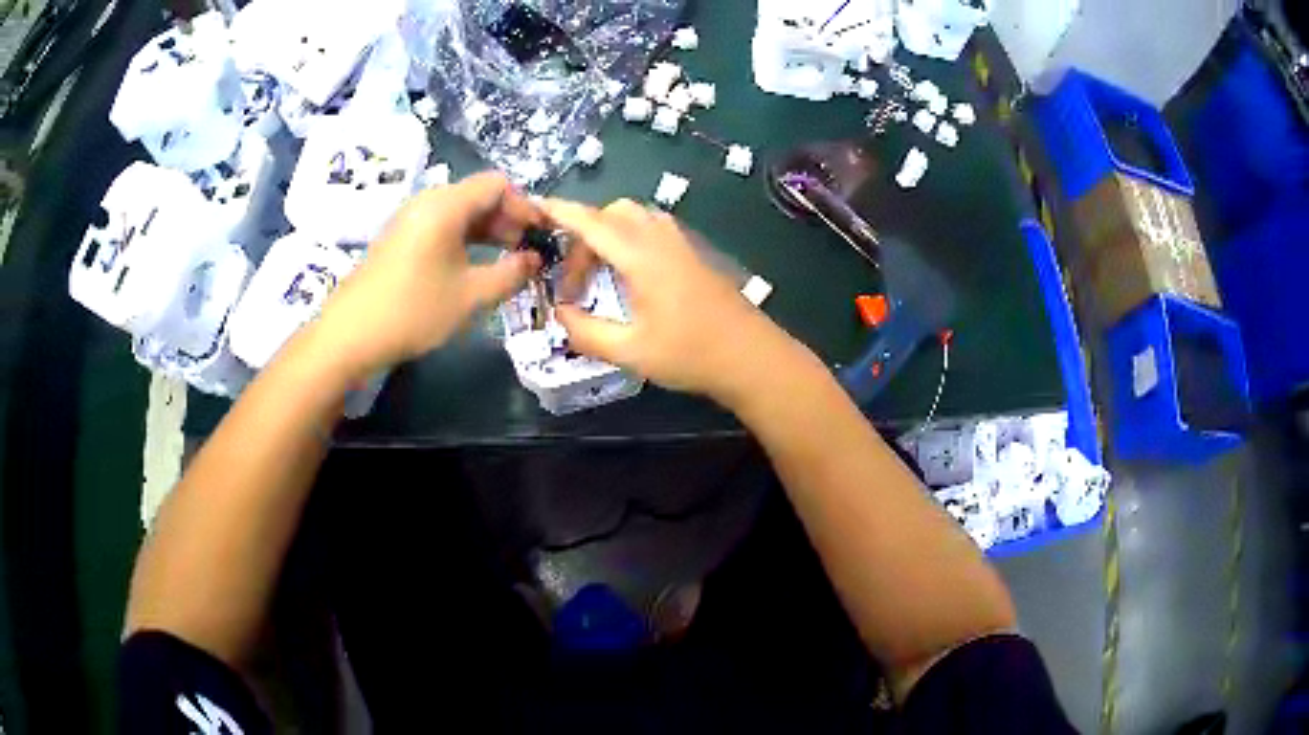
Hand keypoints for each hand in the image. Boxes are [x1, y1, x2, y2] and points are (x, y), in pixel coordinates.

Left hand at [315, 173, 542, 377]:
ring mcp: (409, 219)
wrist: (350, 335)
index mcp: (446, 205)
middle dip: (508, 220)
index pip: (498, 185)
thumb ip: (511, 273)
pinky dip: (464, 239)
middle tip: (529, 253)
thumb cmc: (414, 310)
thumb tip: (534, 260)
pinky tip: (473, 268)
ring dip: (487, 232)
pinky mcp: (399, 238)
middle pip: (478, 196)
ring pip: (460, 213)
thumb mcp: (471, 295)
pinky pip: (441, 226)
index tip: (541, 237)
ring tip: (507, 263)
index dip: (525, 207)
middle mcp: (427, 202)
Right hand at [543, 199, 797, 405]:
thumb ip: (586, 332)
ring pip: (634, 218)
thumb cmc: (691, 355)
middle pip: (612, 214)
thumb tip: (559, 313)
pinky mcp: (693, 255)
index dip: (560, 212)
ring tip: (598, 278)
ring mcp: (681, 244)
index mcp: (642, 257)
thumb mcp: (631, 351)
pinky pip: (652, 230)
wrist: (752, 358)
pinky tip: (628, 278)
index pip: (592, 223)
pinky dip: (628, 241)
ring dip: (608, 237)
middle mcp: (661, 240)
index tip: (534, 207)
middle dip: (584, 236)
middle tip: (574, 281)